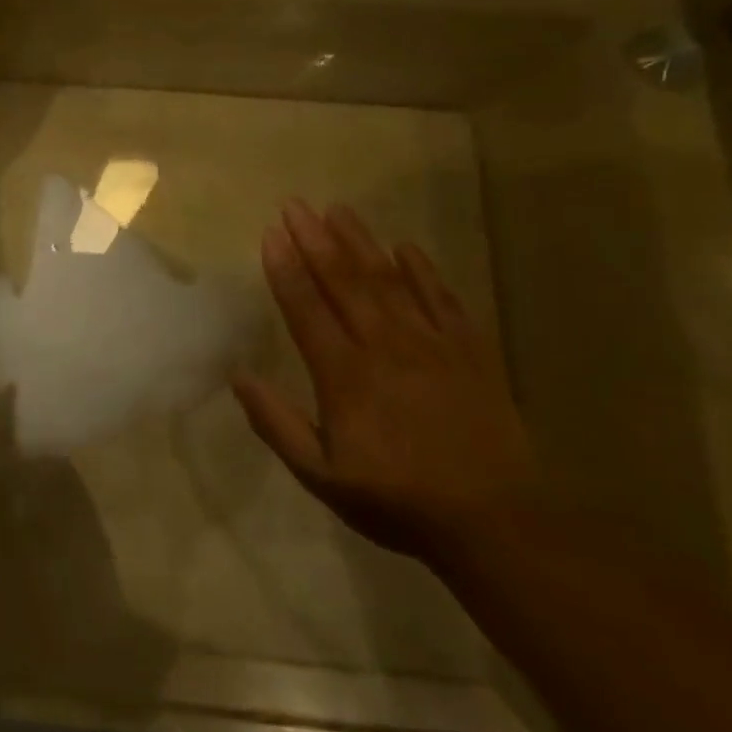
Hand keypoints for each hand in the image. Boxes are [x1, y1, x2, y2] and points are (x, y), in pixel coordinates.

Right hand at [232, 200, 542, 563]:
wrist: (495, 525)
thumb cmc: (397, 500)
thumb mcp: (321, 476)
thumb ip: (276, 424)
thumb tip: (237, 375)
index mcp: (344, 375)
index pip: (306, 308)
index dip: (285, 268)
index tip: (270, 233)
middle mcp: (385, 347)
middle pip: (344, 282)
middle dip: (315, 239)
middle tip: (295, 205)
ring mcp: (432, 345)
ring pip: (389, 281)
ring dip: (360, 243)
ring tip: (338, 210)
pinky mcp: (471, 352)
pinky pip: (443, 300)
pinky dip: (423, 271)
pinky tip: (406, 247)